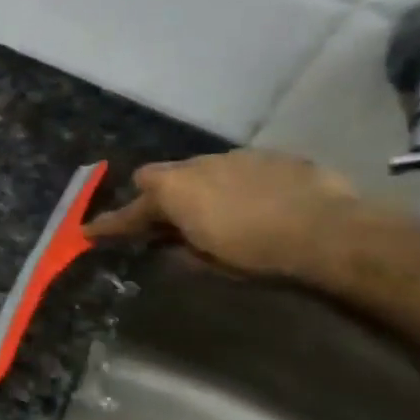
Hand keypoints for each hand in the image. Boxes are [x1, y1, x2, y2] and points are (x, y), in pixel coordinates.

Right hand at [83, 150, 363, 278]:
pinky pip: (237, 169)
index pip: (129, 211)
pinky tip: (255, 204)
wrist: (330, 232)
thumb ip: (179, 251)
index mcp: (173, 191)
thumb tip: (168, 248)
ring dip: (197, 189)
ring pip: (199, 170)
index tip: (89, 231)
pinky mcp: (270, 156)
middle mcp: (196, 165)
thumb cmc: (257, 254)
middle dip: (155, 198)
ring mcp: (234, 156)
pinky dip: (234, 185)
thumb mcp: (208, 264)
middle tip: (164, 222)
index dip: (109, 224)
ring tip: (215, 213)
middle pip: (158, 177)